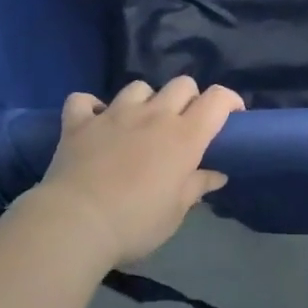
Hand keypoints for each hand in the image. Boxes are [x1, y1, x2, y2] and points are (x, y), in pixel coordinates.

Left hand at [29, 76, 242, 269]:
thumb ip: (196, 187)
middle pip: (182, 84)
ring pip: (138, 87)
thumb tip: (216, 174)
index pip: (217, 99)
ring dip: (143, 101)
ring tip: (138, 123)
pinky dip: (90, 108)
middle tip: (183, 125)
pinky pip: (84, 100)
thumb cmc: (135, 223)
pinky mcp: (79, 122)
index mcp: (184, 136)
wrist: (75, 223)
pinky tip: (93, 122)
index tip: (232, 116)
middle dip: (188, 98)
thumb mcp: (174, 213)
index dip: (229, 101)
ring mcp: (114, 113)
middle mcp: (153, 115)